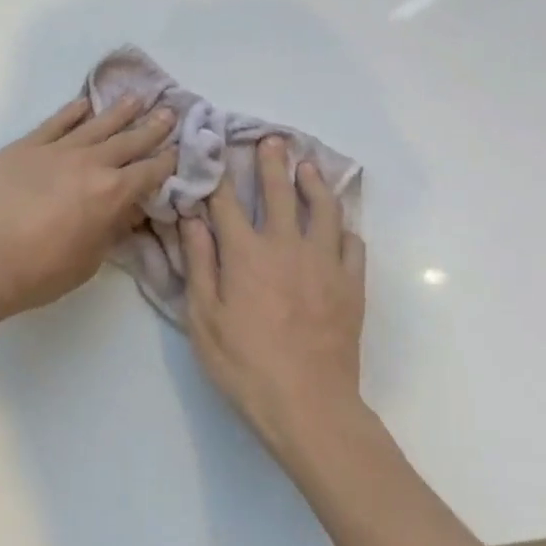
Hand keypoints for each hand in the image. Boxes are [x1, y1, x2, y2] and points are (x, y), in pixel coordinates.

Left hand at [0, 95, 177, 327]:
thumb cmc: (38, 272)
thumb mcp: (89, 261)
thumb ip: (111, 230)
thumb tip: (128, 210)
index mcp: (111, 194)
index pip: (149, 172)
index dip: (169, 161)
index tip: (182, 148)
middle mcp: (90, 163)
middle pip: (129, 140)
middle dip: (153, 127)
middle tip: (171, 111)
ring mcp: (57, 149)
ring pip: (96, 124)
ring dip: (120, 111)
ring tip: (137, 98)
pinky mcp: (27, 145)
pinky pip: (56, 121)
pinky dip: (73, 111)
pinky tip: (84, 103)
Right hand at [184, 137, 366, 457]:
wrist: (309, 405)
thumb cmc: (245, 364)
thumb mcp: (204, 318)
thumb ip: (200, 263)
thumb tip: (192, 219)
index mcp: (245, 253)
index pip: (228, 202)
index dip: (220, 174)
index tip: (216, 149)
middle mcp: (286, 246)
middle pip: (280, 192)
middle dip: (273, 163)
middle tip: (274, 140)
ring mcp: (324, 263)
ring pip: (324, 209)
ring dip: (315, 184)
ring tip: (310, 168)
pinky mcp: (350, 285)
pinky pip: (353, 245)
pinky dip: (345, 229)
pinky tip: (341, 226)